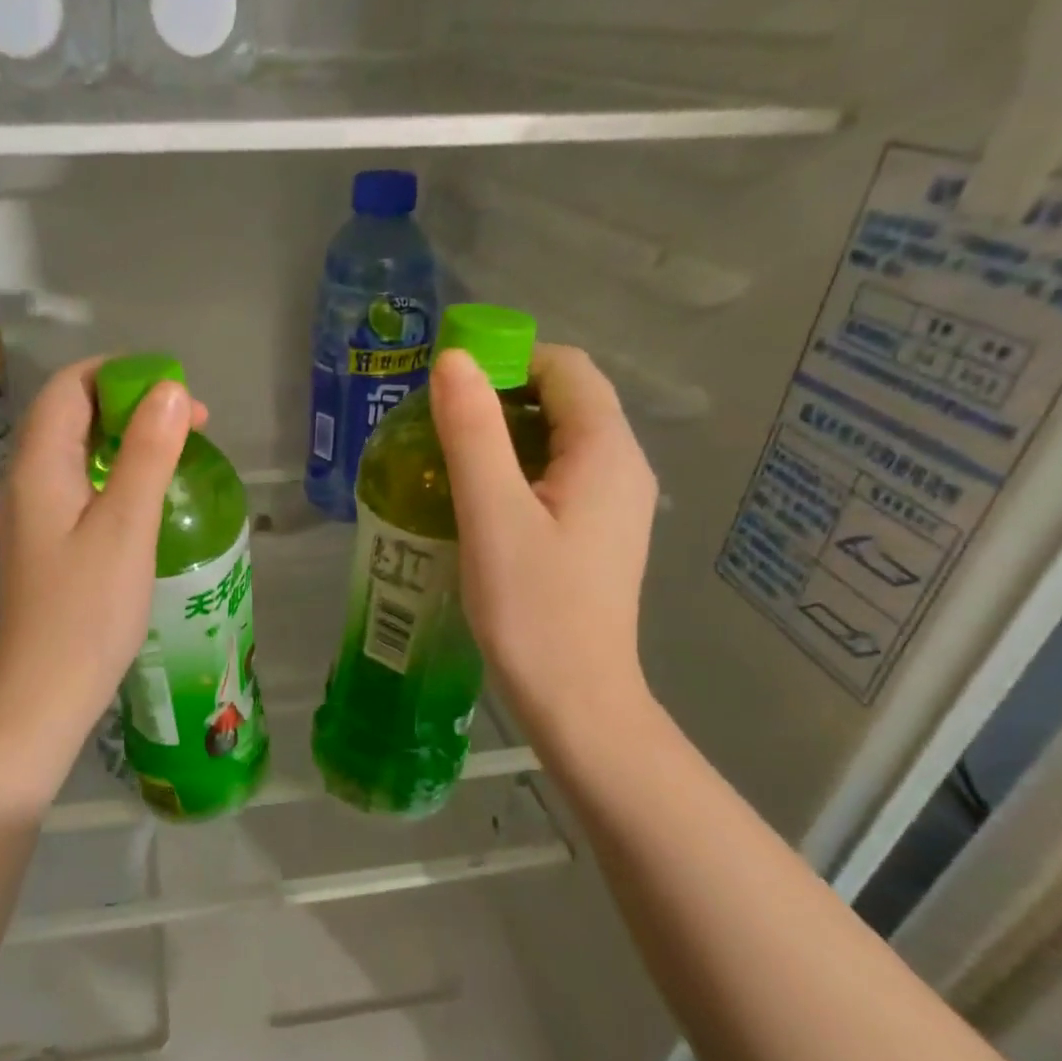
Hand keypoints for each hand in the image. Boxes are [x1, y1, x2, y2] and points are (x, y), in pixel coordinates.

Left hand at [0, 358, 205, 779]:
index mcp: (40, 464)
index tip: (177, 392)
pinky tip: (147, 496)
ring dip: (125, 438)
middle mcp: (28, 479)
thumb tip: (170, 390)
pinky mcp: (46, 542)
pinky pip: (80, 484)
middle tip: (190, 424)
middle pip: (72, 413)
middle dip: (129, 403)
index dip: (122, 374)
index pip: (71, 386)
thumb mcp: (126, 525)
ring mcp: (33, 513)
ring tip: (176, 452)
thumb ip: (147, 453)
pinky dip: (115, 472)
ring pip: (77, 450)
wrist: (44, 693)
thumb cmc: (88, 611)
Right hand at [429, 344, 659, 746]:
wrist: (576, 700)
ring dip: (504, 437)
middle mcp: (623, 466)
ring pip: (559, 440)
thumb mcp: (492, 515)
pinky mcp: (597, 533)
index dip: (506, 360)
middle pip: (564, 400)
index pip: (564, 368)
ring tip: (448, 461)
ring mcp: (615, 503)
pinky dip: (517, 471)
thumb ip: (473, 433)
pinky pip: (558, 476)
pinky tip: (478, 502)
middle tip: (438, 427)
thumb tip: (452, 359)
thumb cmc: (533, 609)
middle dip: (500, 398)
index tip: (448, 390)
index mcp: (606, 450)